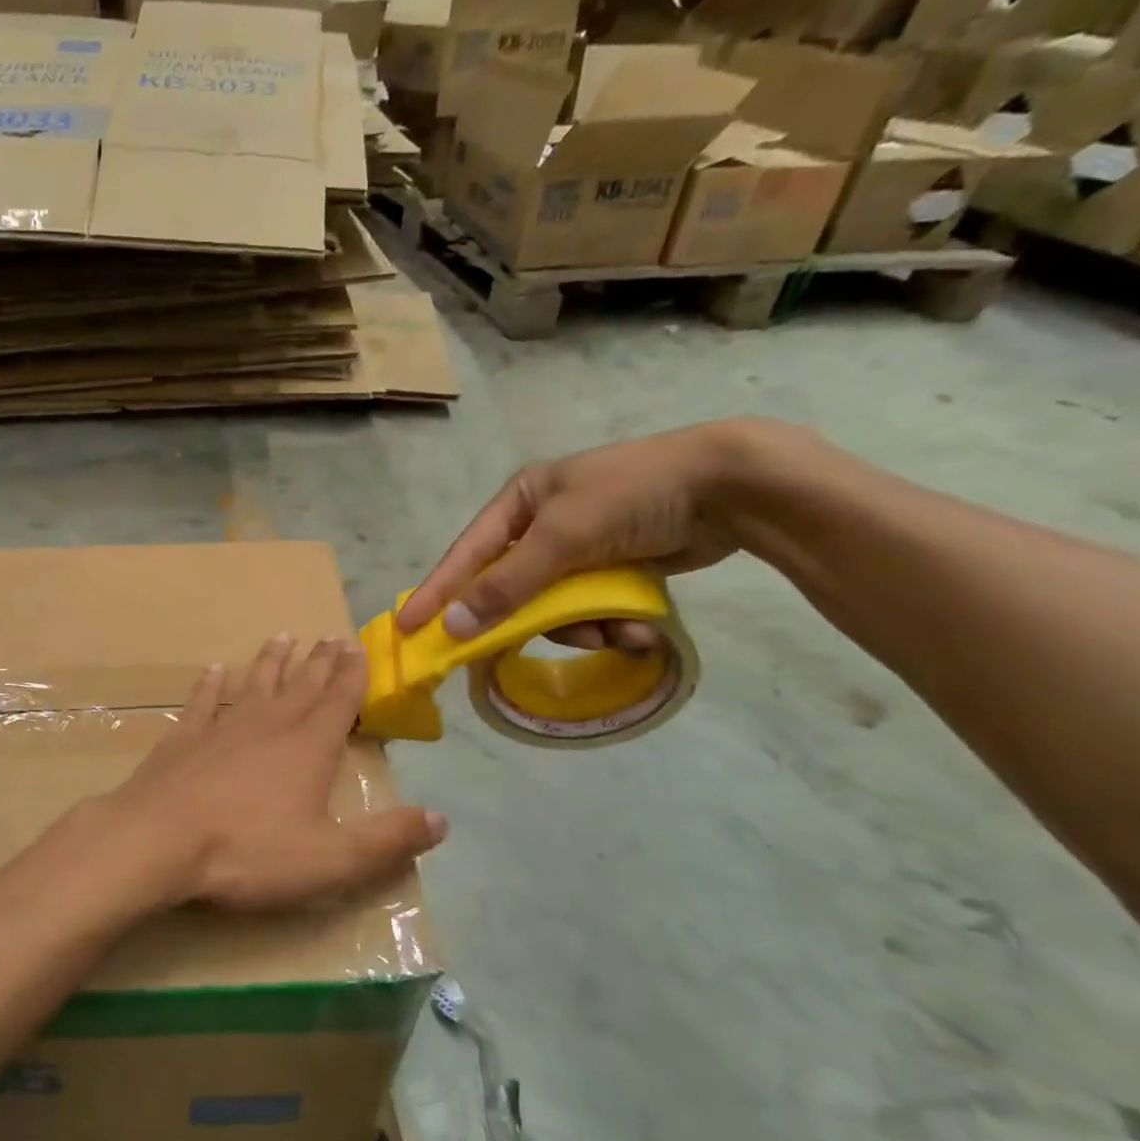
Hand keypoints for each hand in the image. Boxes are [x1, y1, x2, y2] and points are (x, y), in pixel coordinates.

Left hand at [98, 637, 445, 911]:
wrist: (159, 841)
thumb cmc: (249, 851)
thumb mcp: (331, 858)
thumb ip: (388, 839)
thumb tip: (441, 819)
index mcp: (309, 747)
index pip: (340, 701)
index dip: (354, 675)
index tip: (360, 646)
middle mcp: (270, 725)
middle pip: (302, 685)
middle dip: (321, 661)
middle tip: (331, 635)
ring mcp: (223, 727)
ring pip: (256, 684)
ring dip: (272, 661)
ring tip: (283, 637)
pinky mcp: (184, 739)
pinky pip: (203, 702)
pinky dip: (212, 684)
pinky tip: (215, 669)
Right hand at [395, 421, 756, 645]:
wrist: (731, 487)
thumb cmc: (632, 497)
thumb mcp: (561, 538)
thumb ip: (506, 585)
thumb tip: (452, 626)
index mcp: (520, 501)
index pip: (466, 554)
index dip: (437, 592)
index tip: (408, 627)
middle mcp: (542, 524)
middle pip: (511, 588)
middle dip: (530, 619)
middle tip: (513, 653)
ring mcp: (580, 548)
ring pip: (554, 607)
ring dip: (583, 628)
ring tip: (618, 632)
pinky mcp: (613, 568)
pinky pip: (591, 609)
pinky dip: (611, 624)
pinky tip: (639, 630)